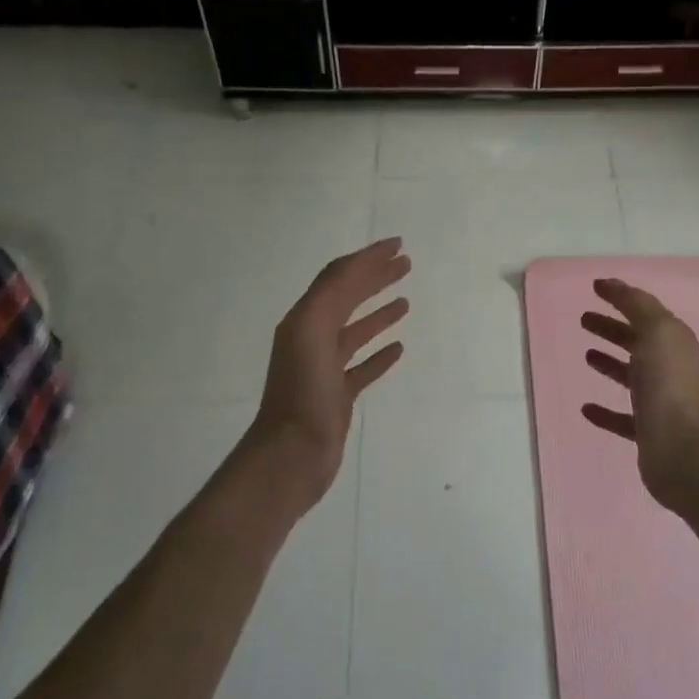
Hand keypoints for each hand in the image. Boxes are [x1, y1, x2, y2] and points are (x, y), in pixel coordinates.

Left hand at [245, 237, 411, 509]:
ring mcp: (325, 368)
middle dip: (375, 277)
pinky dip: (379, 354)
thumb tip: (356, 265)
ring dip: (379, 312)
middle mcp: (312, 338)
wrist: (292, 454)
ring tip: (405, 300)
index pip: (338, 277)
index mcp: (304, 319)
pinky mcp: (337, 395)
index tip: (397, 244)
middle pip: (347, 298)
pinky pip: (362, 367)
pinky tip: (399, 348)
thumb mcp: (311, 331)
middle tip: (406, 263)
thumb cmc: (303, 392)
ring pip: (355, 331)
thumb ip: (331, 295)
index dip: (366, 257)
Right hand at [581, 278, 698, 510]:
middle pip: (637, 341)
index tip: (594, 288)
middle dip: (612, 328)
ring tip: (586, 355)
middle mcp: (669, 368)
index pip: (645, 312)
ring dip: (609, 363)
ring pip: (631, 376)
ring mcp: (659, 401)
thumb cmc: (667, 383)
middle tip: (583, 319)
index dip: (621, 298)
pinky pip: (622, 417)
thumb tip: (612, 283)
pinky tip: (585, 408)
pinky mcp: (647, 432)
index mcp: (673, 342)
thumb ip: (635, 304)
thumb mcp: (655, 331)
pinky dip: (605, 411)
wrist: (681, 448)